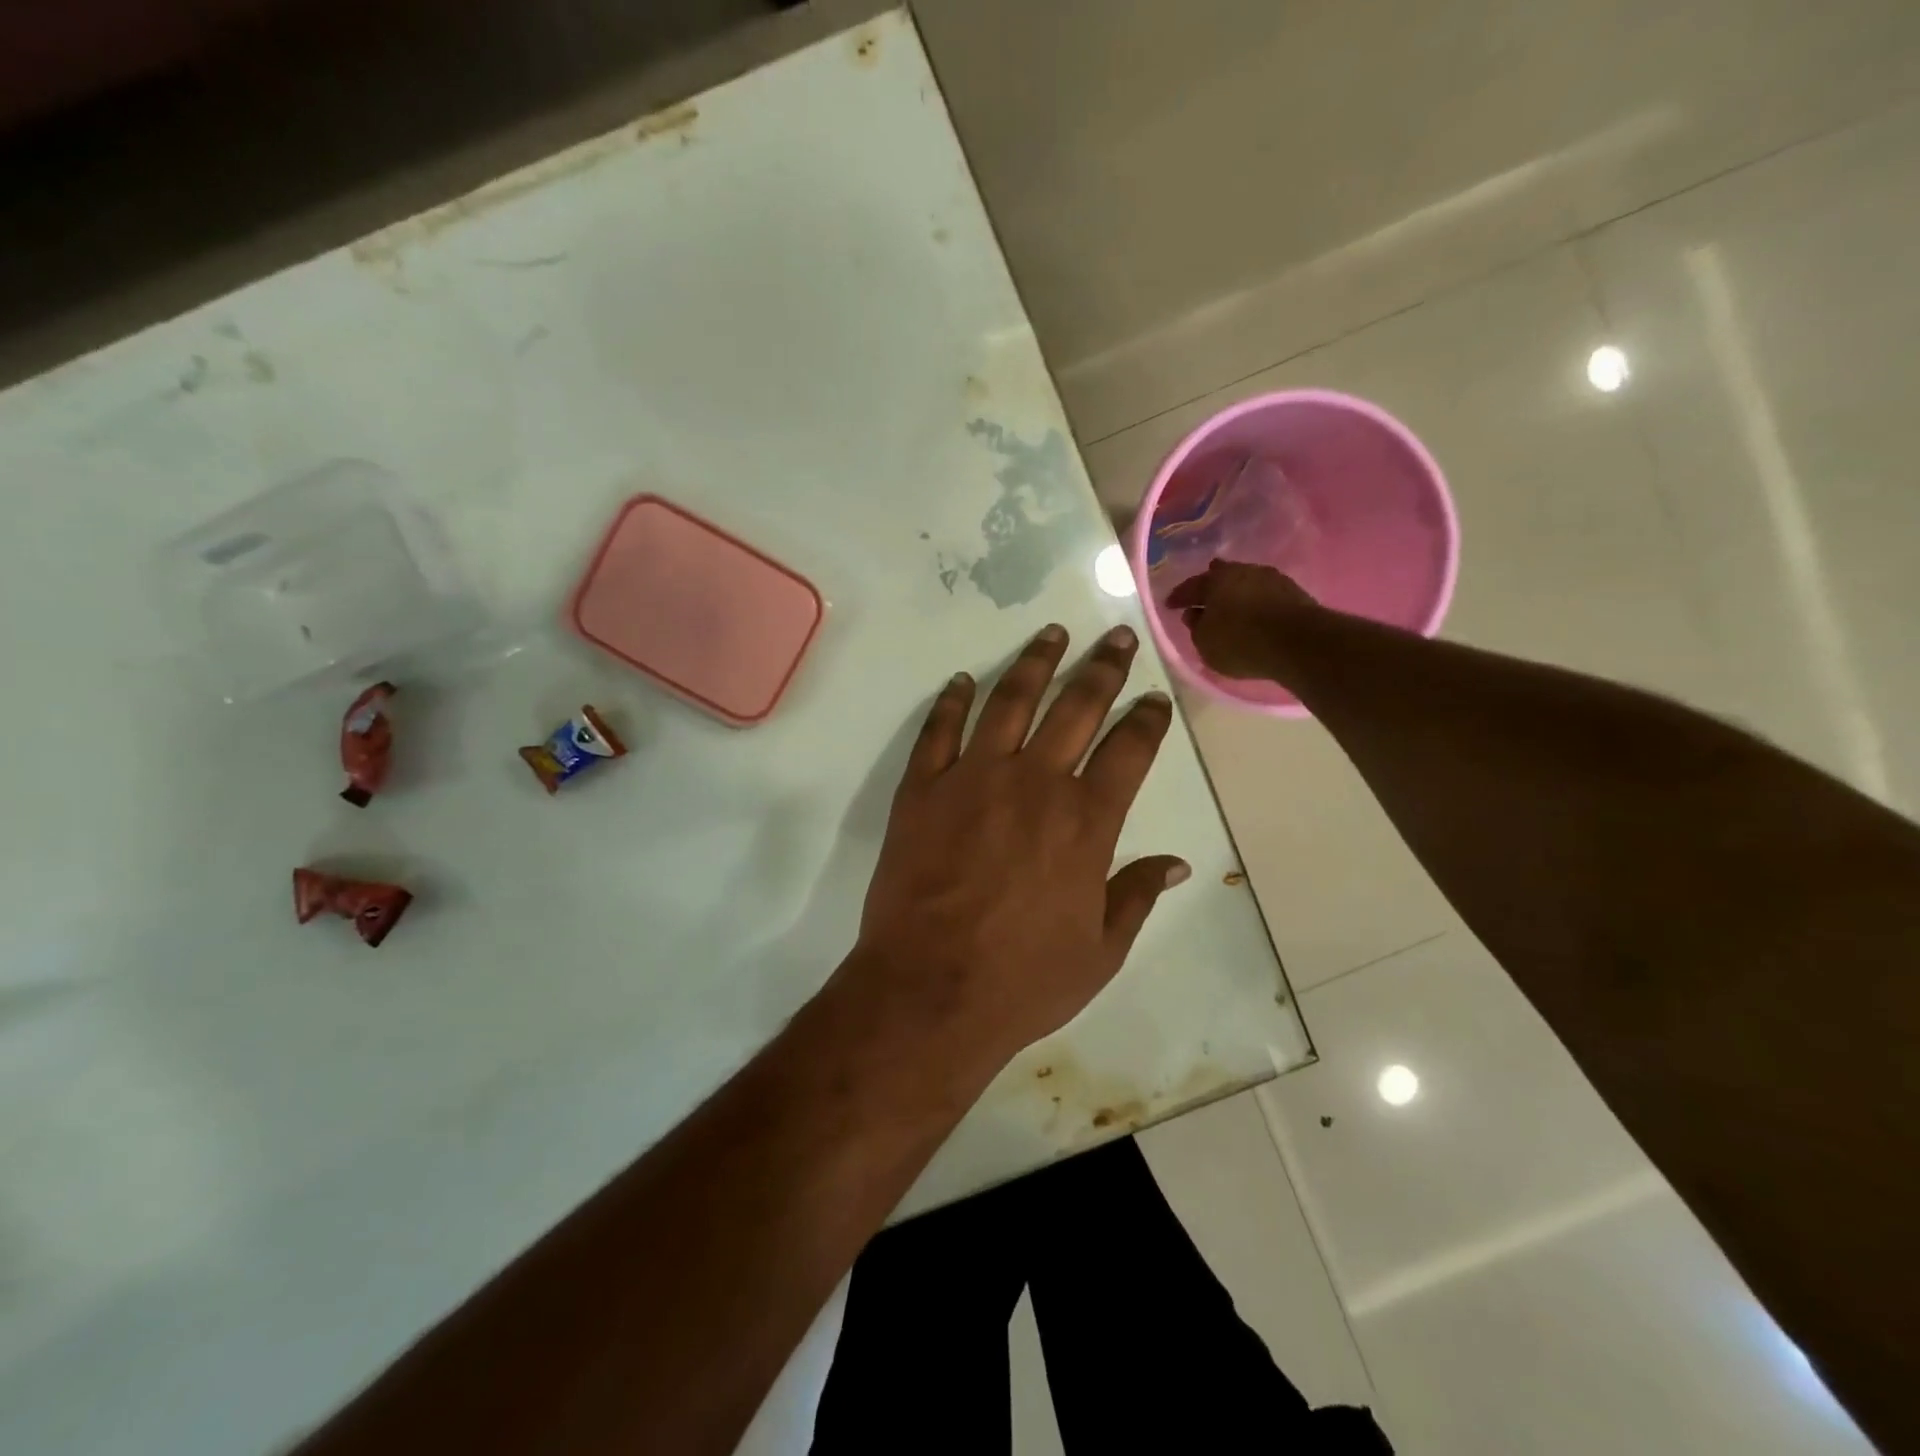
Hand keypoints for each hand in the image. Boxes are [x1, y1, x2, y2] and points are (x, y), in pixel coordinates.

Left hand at [846, 623, 1188, 1078]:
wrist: (929, 989)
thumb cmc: (1022, 980)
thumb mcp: (1100, 951)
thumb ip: (1136, 896)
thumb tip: (1177, 864)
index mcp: (1086, 822)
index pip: (1129, 750)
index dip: (1146, 718)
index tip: (1154, 696)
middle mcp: (1035, 784)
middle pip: (1076, 708)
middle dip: (1102, 668)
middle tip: (1116, 637)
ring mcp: (973, 779)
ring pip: (1010, 702)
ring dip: (1034, 663)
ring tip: (1051, 634)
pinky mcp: (922, 789)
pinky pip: (939, 730)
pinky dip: (953, 701)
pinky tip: (964, 680)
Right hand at [1164, 559, 1315, 680]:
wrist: (1299, 642)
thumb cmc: (1241, 643)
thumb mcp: (1205, 643)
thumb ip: (1196, 627)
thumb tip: (1193, 614)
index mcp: (1214, 581)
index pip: (1189, 587)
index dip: (1178, 597)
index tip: (1169, 605)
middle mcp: (1242, 571)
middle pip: (1220, 576)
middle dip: (1209, 586)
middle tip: (1202, 597)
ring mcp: (1270, 578)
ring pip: (1245, 582)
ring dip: (1236, 592)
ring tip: (1230, 605)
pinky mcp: (1293, 591)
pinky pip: (1264, 593)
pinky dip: (1255, 600)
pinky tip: (1254, 611)